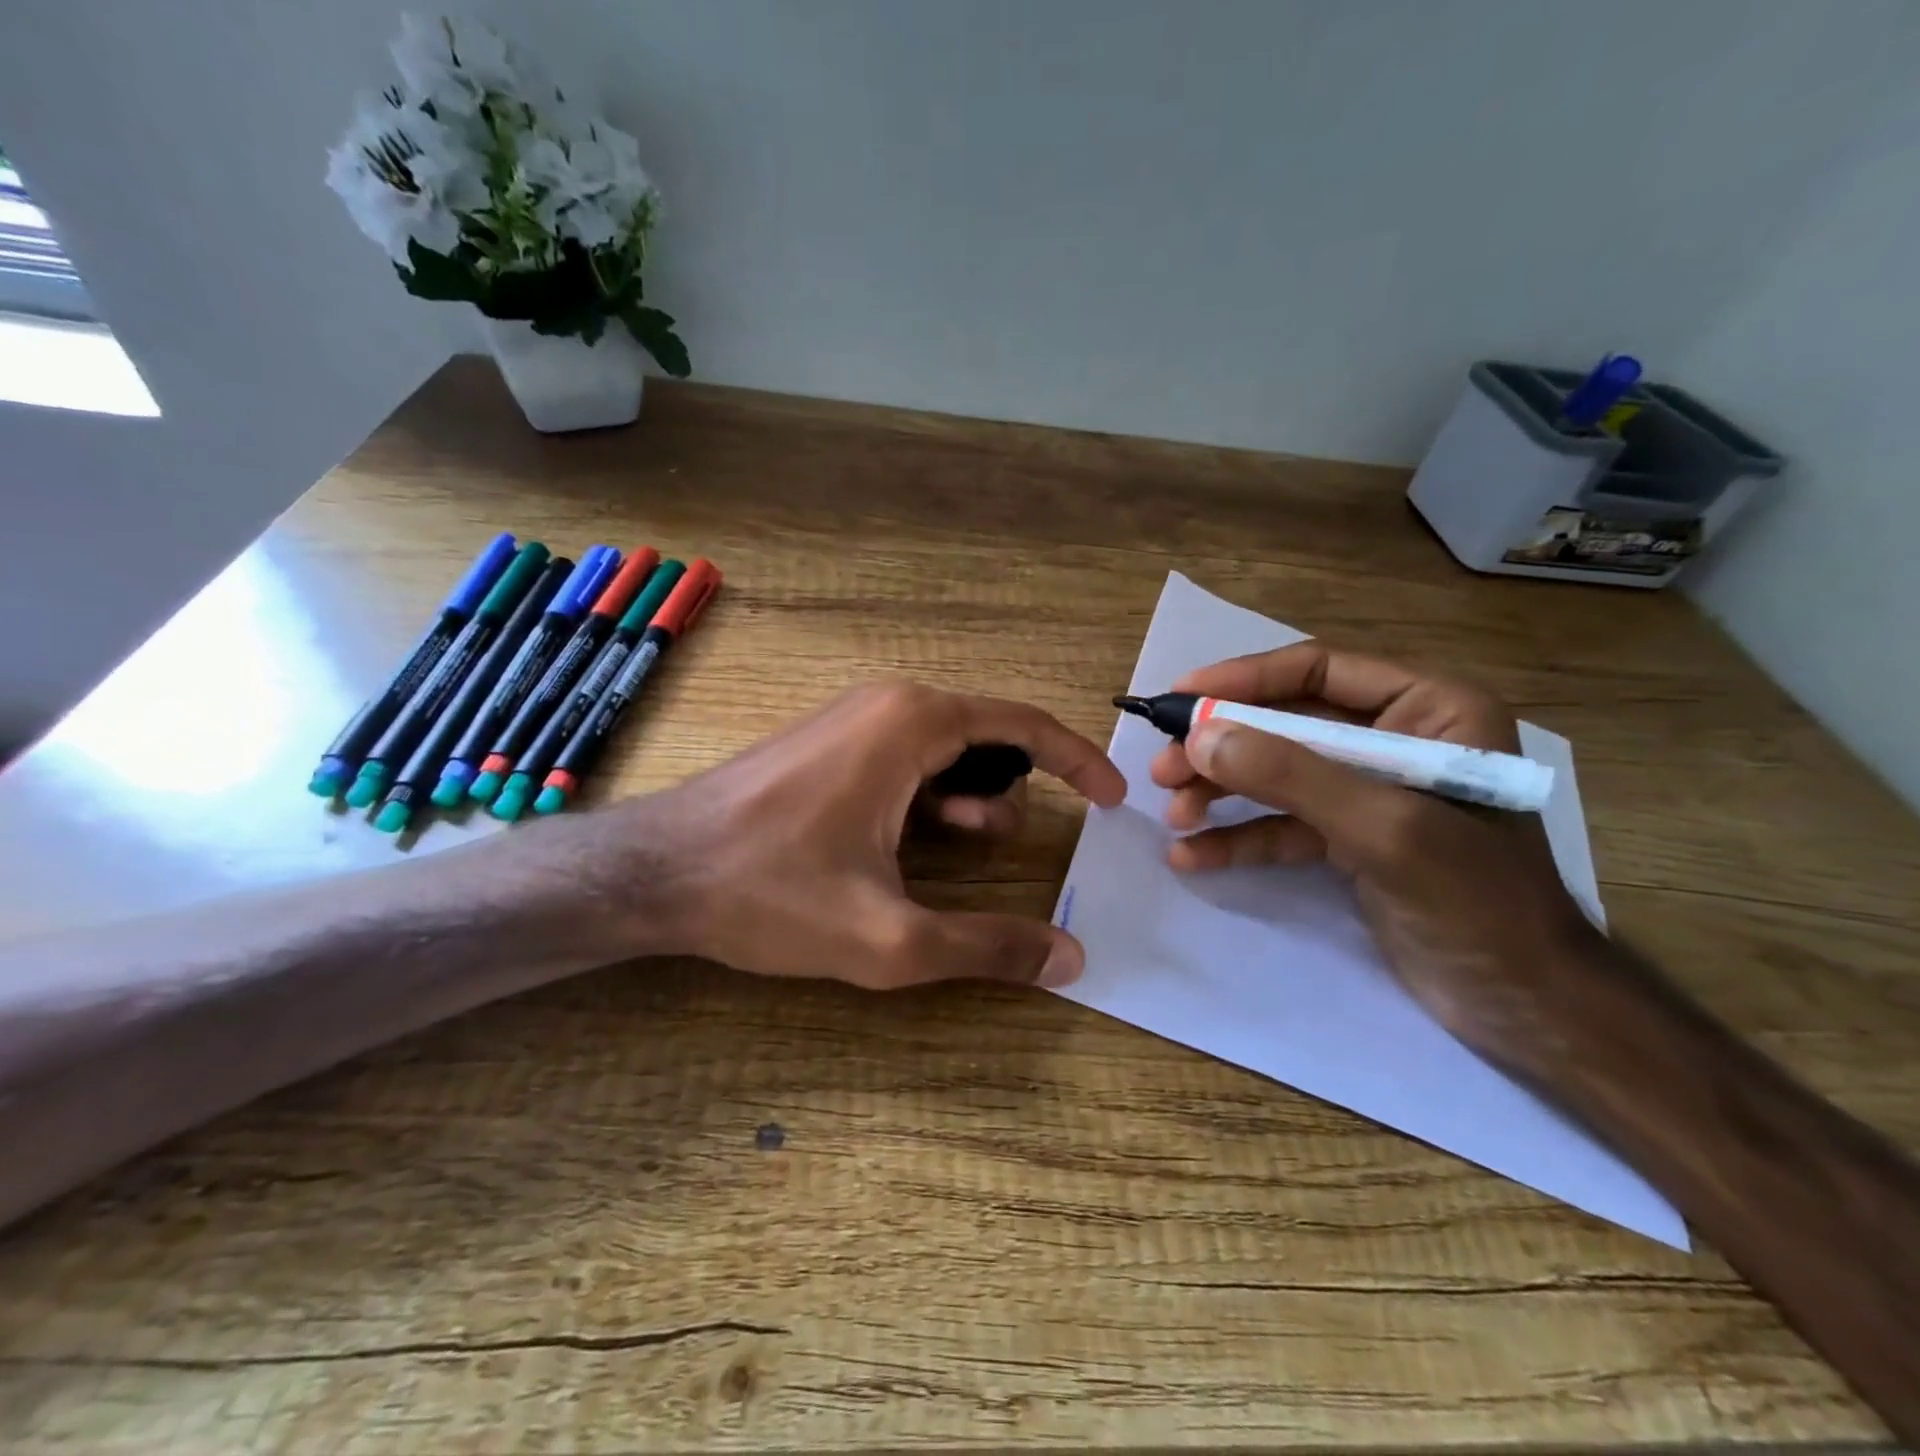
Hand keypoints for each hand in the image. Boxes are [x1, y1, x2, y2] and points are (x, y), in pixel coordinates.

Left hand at [637, 682, 1124, 990]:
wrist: (653, 871)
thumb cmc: (769, 892)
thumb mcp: (888, 937)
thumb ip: (986, 947)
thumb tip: (1071, 960)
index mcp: (913, 723)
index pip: (1023, 725)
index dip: (1078, 760)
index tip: (1113, 797)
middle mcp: (887, 704)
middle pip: (987, 737)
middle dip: (1016, 789)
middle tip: (1022, 845)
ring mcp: (852, 720)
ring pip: (945, 751)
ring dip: (972, 798)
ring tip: (970, 849)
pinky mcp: (828, 744)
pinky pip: (905, 759)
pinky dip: (932, 796)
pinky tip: (917, 842)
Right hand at [1149, 643, 1603, 1048]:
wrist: (1527, 1007)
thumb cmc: (1476, 901)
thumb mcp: (1382, 828)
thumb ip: (1291, 775)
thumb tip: (1199, 736)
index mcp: (1429, 708)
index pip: (1318, 671)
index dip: (1243, 679)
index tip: (1179, 698)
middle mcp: (1397, 739)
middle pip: (1287, 724)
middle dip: (1223, 747)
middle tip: (1163, 770)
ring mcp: (1369, 792)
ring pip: (1277, 774)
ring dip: (1222, 793)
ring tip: (1174, 815)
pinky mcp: (1350, 839)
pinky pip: (1283, 825)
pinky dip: (1240, 839)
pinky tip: (1194, 857)